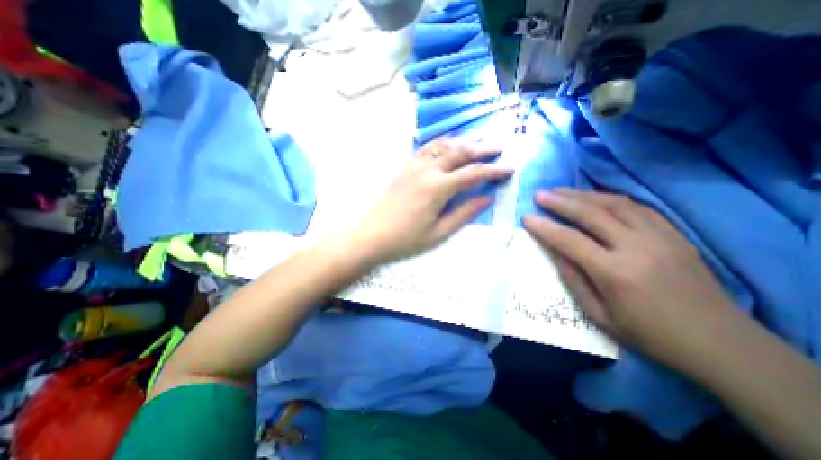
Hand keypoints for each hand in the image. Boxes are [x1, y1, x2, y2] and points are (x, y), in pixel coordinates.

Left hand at [345, 139, 511, 263]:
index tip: (509, 168)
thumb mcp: (439, 233)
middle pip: (459, 153)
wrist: (371, 236)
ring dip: (463, 141)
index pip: (473, 173)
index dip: (493, 170)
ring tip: (479, 139)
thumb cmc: (406, 240)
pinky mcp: (404, 168)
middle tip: (499, 147)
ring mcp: (413, 167)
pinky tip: (448, 142)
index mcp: (438, 189)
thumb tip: (487, 198)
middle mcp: (427, 171)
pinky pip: (425, 148)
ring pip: (443, 146)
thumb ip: (464, 213)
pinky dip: (441, 142)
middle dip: (482, 149)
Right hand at [522, 189, 740, 367]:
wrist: (720, 342)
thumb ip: (573, 279)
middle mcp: (637, 247)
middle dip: (560, 201)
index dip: (545, 227)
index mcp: (615, 272)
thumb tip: (556, 252)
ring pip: (614, 204)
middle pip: (591, 214)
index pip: (570, 240)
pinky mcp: (674, 234)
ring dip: (583, 194)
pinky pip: (637, 207)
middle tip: (540, 195)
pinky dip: (610, 199)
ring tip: (561, 191)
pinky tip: (595, 198)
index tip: (527, 217)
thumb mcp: (599, 315)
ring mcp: (659, 237)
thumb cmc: (648, 333)